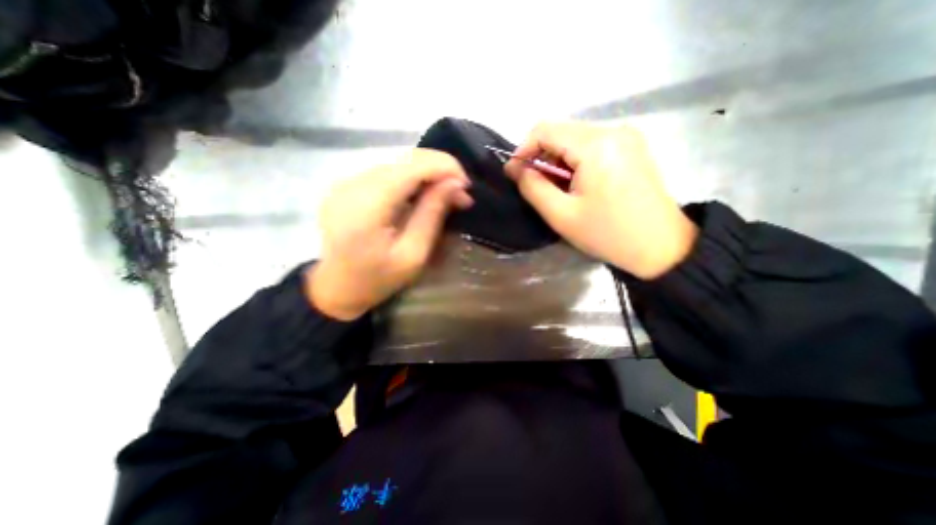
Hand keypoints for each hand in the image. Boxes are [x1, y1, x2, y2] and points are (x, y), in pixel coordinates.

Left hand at [307, 147, 472, 319]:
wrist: (337, 288)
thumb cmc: (378, 279)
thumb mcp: (414, 254)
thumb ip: (433, 214)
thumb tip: (455, 184)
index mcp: (368, 205)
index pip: (412, 166)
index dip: (445, 167)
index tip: (466, 187)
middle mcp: (353, 184)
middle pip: (405, 159)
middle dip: (440, 170)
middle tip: (460, 194)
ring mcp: (347, 182)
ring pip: (397, 162)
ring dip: (427, 174)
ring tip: (445, 194)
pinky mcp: (347, 185)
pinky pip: (387, 172)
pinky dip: (411, 178)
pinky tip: (421, 194)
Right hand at [505, 121, 692, 279]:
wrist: (661, 247)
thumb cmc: (607, 233)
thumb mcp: (561, 215)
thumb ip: (533, 187)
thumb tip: (515, 169)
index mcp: (596, 145)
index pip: (545, 129)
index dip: (523, 149)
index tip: (515, 174)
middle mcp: (613, 130)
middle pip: (561, 132)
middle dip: (541, 157)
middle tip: (536, 187)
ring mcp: (626, 137)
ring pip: (575, 139)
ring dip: (558, 161)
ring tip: (557, 190)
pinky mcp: (631, 147)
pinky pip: (591, 146)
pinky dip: (575, 162)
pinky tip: (576, 185)